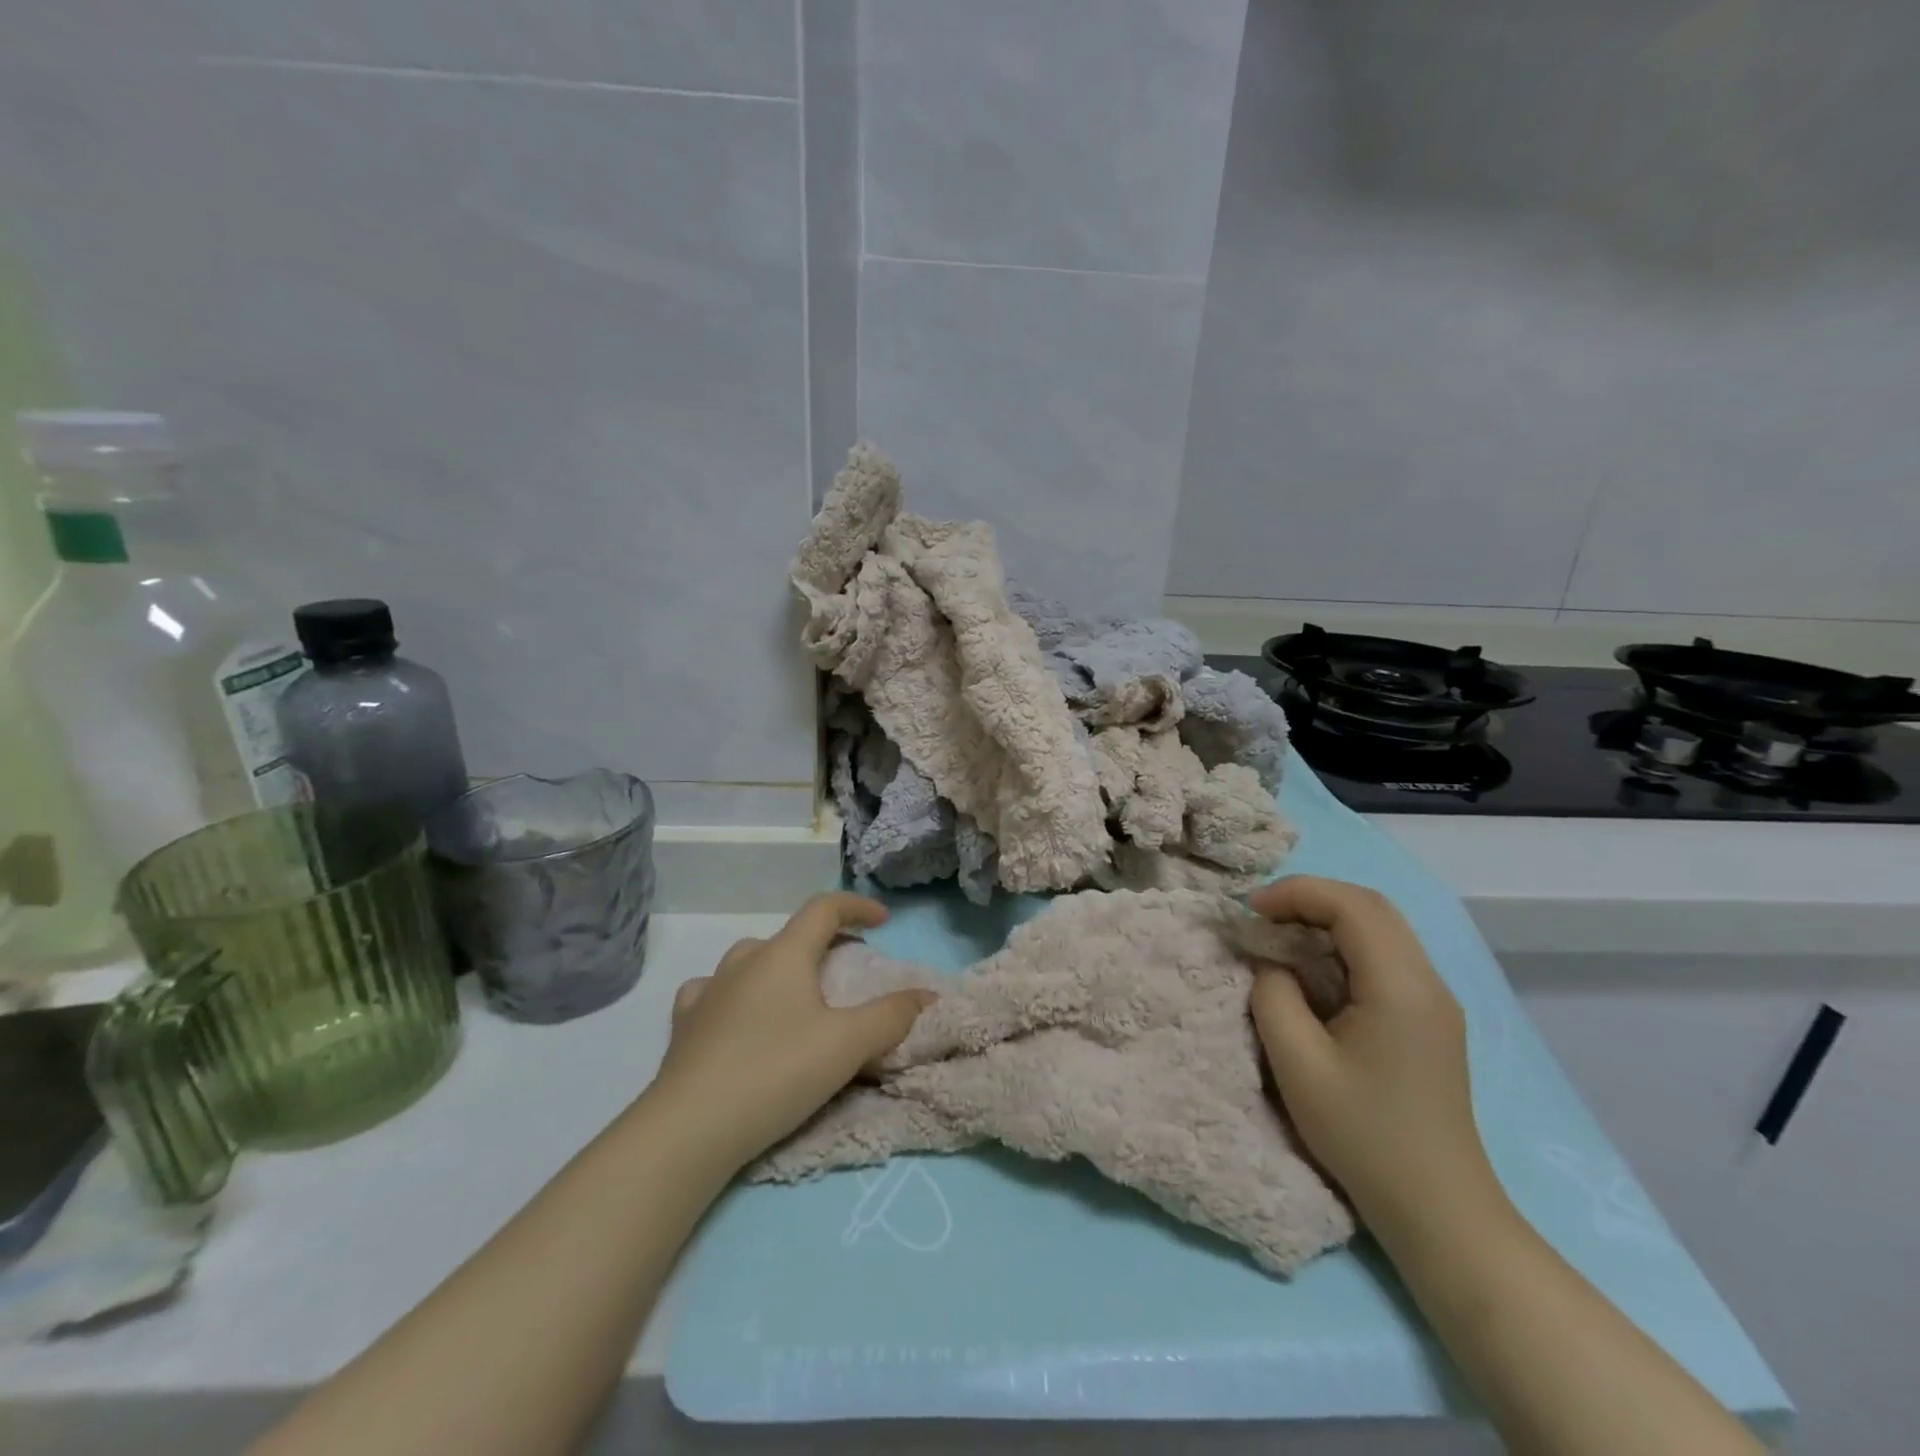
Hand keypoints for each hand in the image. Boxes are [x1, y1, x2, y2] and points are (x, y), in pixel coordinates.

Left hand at [650, 892, 934, 1172]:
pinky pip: (713, 992)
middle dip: (823, 944)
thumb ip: (892, 1016)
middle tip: (847, 972)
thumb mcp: (847, 1046)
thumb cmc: (776, 1073)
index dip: (857, 906)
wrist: (689, 1129)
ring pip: (750, 961)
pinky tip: (736, 1016)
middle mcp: (744, 961)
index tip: (883, 921)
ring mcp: (709, 992)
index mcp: (784, 955)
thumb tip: (927, 995)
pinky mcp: (684, 1026)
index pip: (824, 908)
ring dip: (779, 967)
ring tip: (795, 997)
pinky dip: (735, 995)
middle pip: (790, 936)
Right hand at [1247, 876, 1504, 1241]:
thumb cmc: (1364, 1136)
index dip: (1296, 893)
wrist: (1439, 1210)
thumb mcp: (1298, 1065)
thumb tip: (1271, 964)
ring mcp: (1435, 1000)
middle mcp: (1428, 981)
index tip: (1249, 910)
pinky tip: (1313, 970)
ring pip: (1381, 928)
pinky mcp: (1430, 1019)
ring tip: (1279, 937)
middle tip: (1262, 918)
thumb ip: (1273, 996)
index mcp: (1401, 987)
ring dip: (1327, 919)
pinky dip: (1343, 945)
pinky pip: (1385, 957)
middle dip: (1310, 898)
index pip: (1352, 906)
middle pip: (1371, 907)